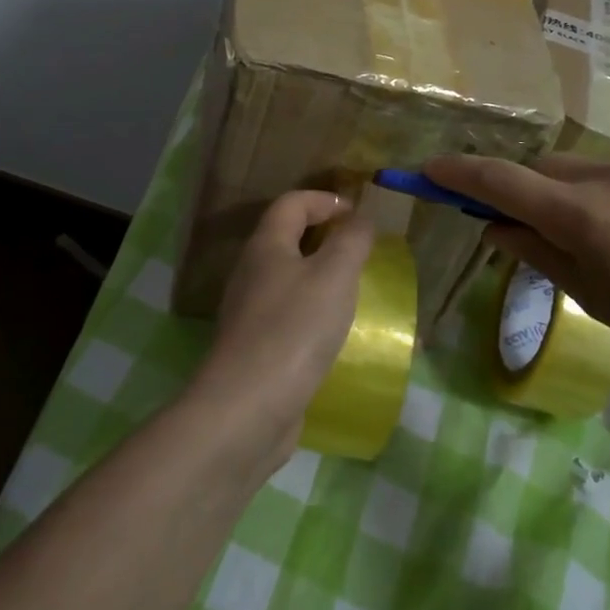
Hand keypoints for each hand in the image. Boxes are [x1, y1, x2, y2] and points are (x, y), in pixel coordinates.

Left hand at [189, 190, 375, 470]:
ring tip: (355, 292)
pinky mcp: (256, 348)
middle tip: (362, 252)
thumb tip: (359, 219)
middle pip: (286, 239)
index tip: (358, 215)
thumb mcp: (334, 276)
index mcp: (266, 246)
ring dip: (321, 278)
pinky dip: (314, 313)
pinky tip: (335, 334)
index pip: (291, 203)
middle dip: (325, 238)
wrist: (248, 408)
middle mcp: (251, 273)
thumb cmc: (294, 330)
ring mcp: (250, 313)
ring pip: (288, 280)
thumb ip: (351, 241)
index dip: (324, 200)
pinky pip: (289, 316)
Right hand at [425, 150, 609, 384]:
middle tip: (547, 226)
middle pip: (546, 169)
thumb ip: (539, 255)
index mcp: (582, 217)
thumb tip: (496, 227)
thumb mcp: (597, 299)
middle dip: (534, 191)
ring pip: (595, 170)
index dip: (459, 173)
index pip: (501, 182)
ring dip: (591, 196)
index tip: (429, 170)